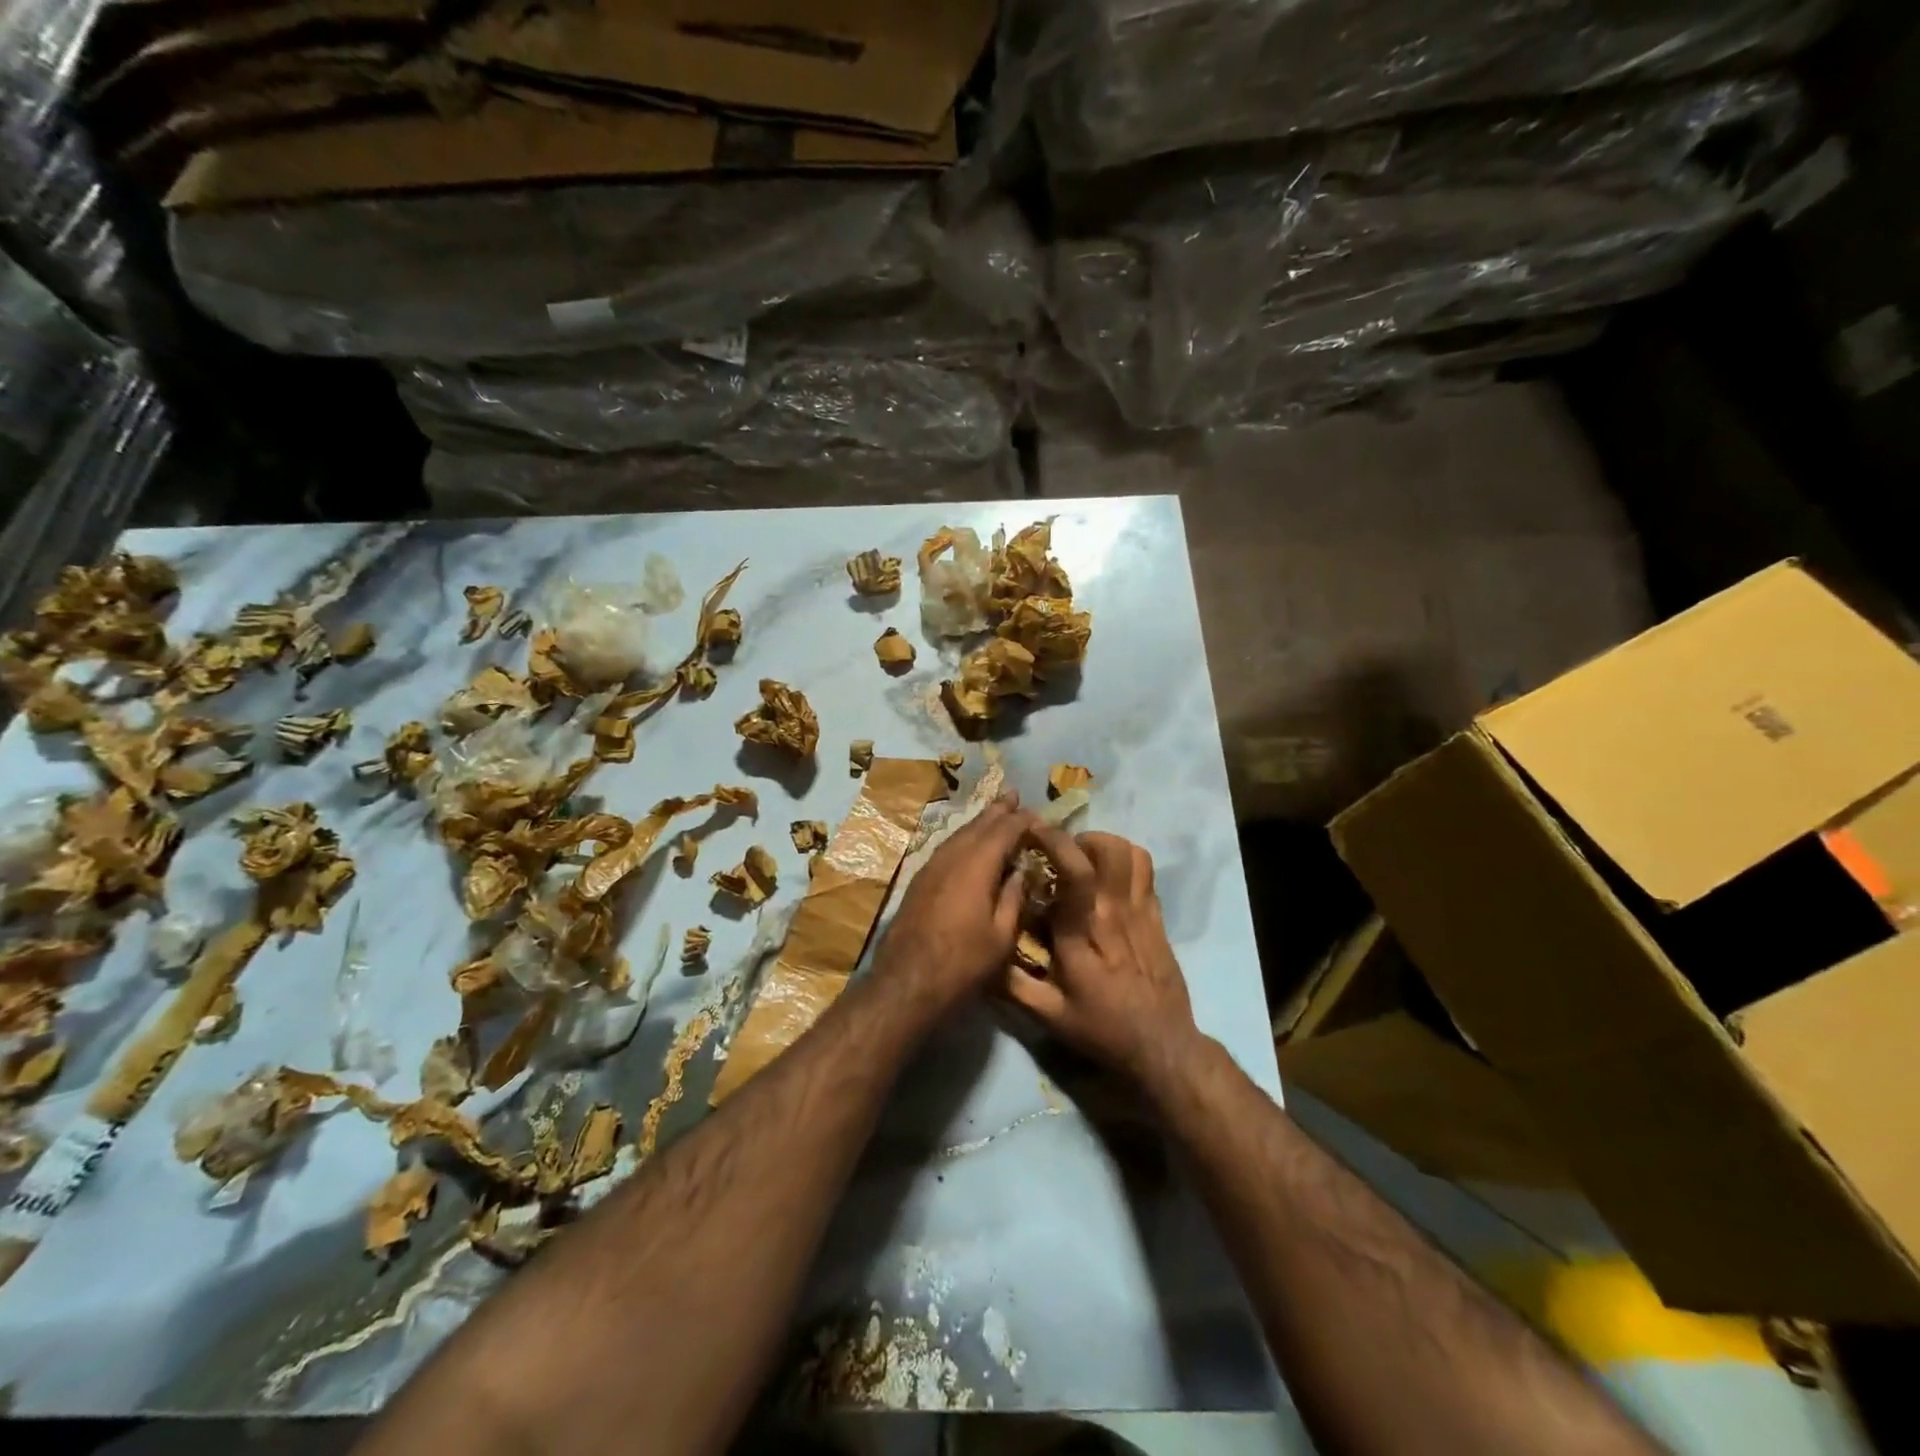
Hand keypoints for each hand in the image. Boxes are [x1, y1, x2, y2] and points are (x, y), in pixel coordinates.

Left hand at [876, 793, 1035, 1004]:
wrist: (906, 982)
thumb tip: (1020, 870)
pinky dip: (963, 839)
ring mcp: (931, 867)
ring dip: (979, 822)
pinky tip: (969, 844)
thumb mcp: (1001, 936)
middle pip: (977, 825)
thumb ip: (1013, 898)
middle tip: (1013, 794)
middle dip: (997, 810)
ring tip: (995, 812)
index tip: (1038, 815)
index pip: (1004, 831)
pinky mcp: (919, 880)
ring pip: (959, 834)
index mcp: (976, 865)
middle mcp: (952, 857)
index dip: (1022, 820)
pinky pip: (947, 848)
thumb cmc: (962, 963)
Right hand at [1003, 828, 1201, 1092]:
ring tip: (1083, 860)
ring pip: (1130, 853)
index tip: (1032, 830)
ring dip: (1103, 845)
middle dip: (1078, 839)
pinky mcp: (1158, 917)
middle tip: (1057, 853)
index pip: (1074, 872)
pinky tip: (1108, 878)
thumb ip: (1013, 985)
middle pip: (1107, 850)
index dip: (1054, 842)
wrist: (1161, 1046)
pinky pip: (1146, 871)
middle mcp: (1114, 913)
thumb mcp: (1049, 1015)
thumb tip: (980, 956)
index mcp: (1083, 933)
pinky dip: (1125, 860)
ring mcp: (1141, 912)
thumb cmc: (1102, 1029)